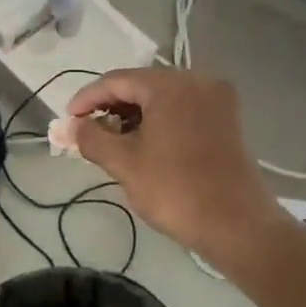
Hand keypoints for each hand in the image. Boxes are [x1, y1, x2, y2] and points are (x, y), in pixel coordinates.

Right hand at [65, 68, 281, 259]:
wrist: (238, 226)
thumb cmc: (176, 190)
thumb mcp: (124, 163)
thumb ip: (91, 137)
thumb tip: (69, 126)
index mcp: (170, 85)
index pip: (116, 80)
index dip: (87, 99)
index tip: (67, 121)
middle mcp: (197, 80)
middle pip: (141, 85)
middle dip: (110, 106)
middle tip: (86, 131)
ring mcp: (216, 99)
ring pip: (162, 97)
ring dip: (133, 114)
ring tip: (111, 140)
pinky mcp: (226, 119)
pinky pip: (182, 108)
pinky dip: (158, 120)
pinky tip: (143, 142)